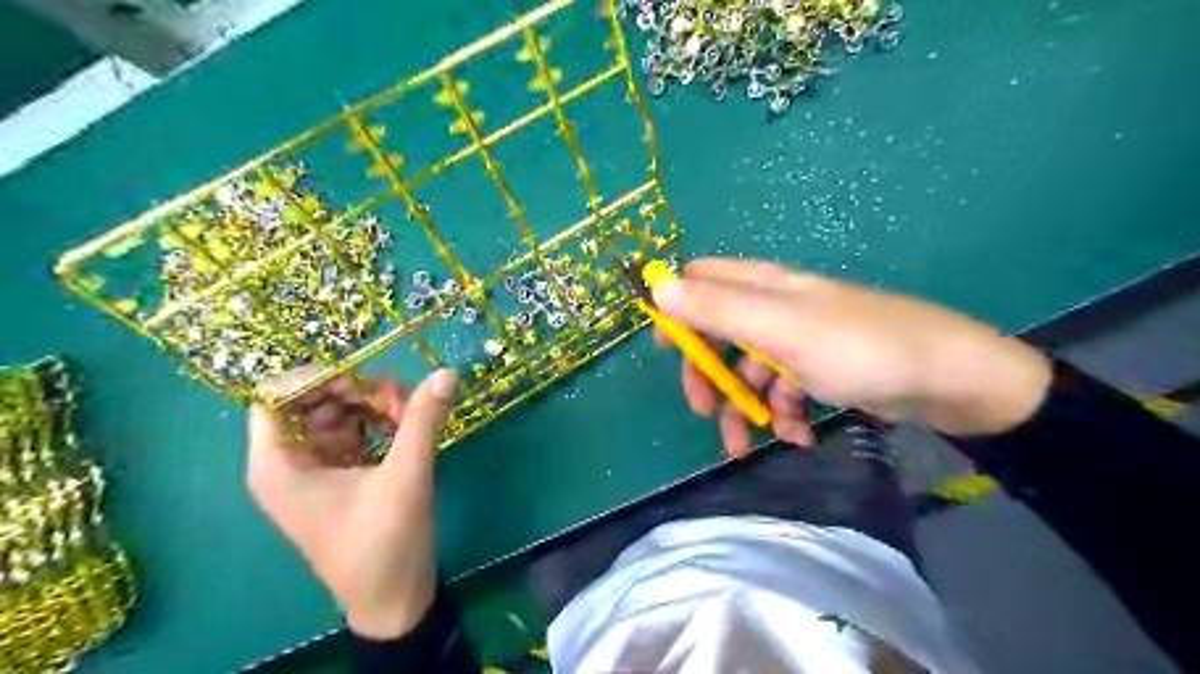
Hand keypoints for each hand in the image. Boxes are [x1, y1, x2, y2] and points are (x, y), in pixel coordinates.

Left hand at [244, 369, 457, 637]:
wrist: (394, 599)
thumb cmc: (385, 545)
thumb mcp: (406, 478)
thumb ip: (423, 421)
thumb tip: (447, 372)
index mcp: (279, 465)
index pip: (275, 396)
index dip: (317, 378)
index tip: (366, 382)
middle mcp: (289, 461)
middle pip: (313, 399)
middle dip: (358, 391)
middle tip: (403, 401)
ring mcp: (316, 467)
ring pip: (337, 412)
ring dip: (374, 405)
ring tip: (411, 416)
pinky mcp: (341, 473)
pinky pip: (354, 431)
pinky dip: (380, 423)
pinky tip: (407, 430)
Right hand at [649, 261, 1052, 455]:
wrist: (950, 379)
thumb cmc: (858, 347)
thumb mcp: (779, 328)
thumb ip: (716, 309)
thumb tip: (657, 289)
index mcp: (761, 287)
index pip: (700, 282)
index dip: (676, 310)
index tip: (663, 349)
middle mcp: (774, 308)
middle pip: (718, 333)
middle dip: (707, 373)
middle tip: (704, 410)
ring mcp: (798, 341)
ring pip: (749, 370)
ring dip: (746, 407)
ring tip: (750, 446)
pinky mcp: (820, 369)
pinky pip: (784, 390)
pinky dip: (783, 414)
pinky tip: (798, 436)